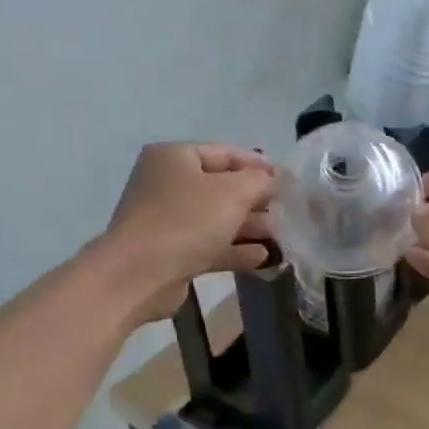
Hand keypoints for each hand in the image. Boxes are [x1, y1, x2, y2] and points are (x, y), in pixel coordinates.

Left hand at [90, 143, 274, 324]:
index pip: (225, 153)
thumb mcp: (233, 192)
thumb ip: (260, 181)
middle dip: (256, 201)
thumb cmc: (187, 221)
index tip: (288, 181)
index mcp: (174, 157)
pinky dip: (236, 249)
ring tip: (281, 237)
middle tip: (287, 212)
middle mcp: (167, 184)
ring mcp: (168, 220)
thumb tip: (272, 180)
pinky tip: (264, 258)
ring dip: (250, 227)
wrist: (139, 274)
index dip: (258, 166)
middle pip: (222, 188)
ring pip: (218, 219)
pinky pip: (210, 245)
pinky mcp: (172, 252)